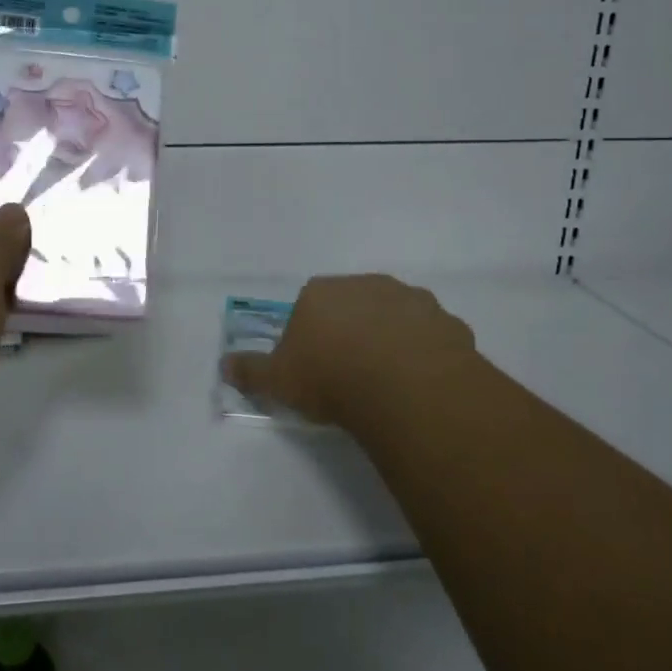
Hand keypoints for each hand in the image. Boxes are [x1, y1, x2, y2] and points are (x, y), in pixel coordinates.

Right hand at [222, 274, 476, 433]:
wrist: (404, 386)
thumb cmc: (330, 377)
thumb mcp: (278, 380)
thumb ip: (251, 371)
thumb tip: (224, 365)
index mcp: (321, 291)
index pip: (309, 304)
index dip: (310, 334)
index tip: (313, 366)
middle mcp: (366, 284)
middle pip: (353, 305)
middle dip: (352, 331)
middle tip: (351, 372)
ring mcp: (411, 299)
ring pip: (395, 316)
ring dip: (391, 338)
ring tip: (389, 380)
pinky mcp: (447, 322)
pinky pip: (431, 336)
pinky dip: (425, 353)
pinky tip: (420, 383)